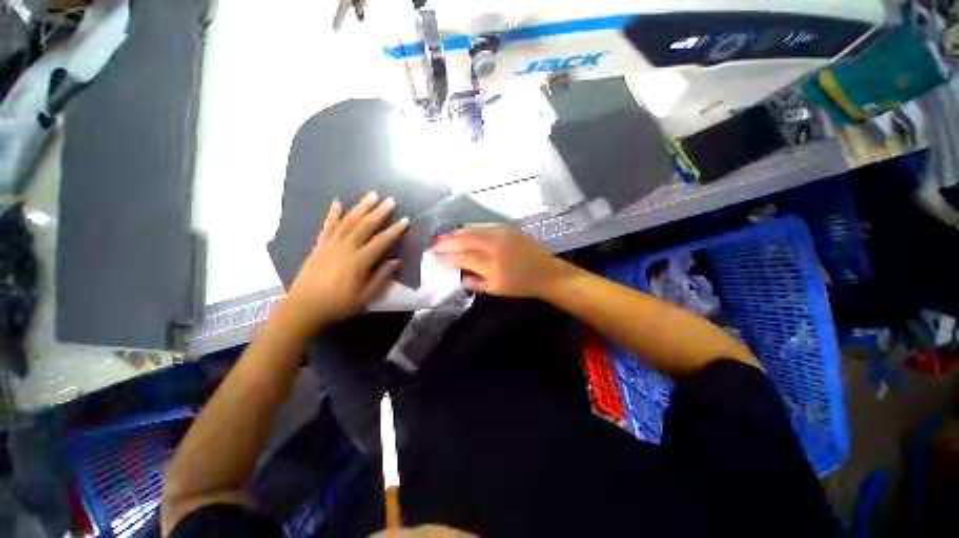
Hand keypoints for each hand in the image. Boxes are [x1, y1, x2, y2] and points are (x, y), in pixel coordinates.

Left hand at [284, 193, 407, 330]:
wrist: (304, 307)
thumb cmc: (339, 304)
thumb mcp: (366, 296)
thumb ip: (382, 277)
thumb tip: (397, 260)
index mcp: (359, 261)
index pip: (381, 241)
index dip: (394, 230)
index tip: (405, 220)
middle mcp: (345, 248)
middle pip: (365, 226)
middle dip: (379, 212)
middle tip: (390, 200)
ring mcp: (330, 244)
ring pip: (348, 221)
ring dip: (361, 207)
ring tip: (371, 195)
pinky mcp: (319, 246)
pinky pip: (327, 226)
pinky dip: (333, 214)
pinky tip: (337, 203)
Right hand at [432, 226, 573, 297]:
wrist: (546, 273)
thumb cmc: (520, 285)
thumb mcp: (496, 290)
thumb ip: (474, 282)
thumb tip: (458, 274)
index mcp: (490, 264)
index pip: (461, 257)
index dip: (445, 256)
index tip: (433, 256)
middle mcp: (494, 245)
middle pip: (464, 239)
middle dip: (446, 241)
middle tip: (433, 243)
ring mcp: (502, 234)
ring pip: (473, 229)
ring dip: (456, 233)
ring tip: (444, 236)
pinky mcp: (508, 229)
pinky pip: (485, 226)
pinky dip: (471, 229)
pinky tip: (464, 232)